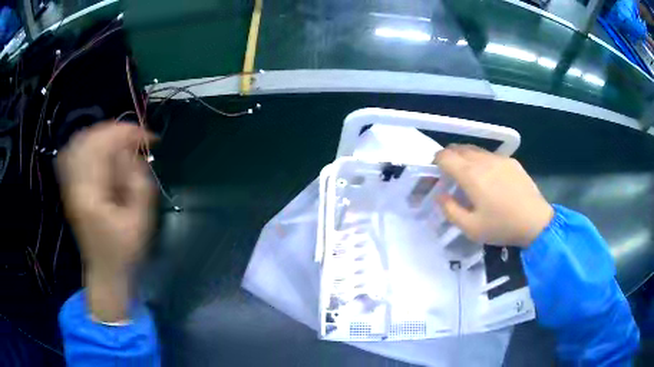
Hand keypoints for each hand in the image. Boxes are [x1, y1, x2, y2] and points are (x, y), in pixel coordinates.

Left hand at [57, 122, 154, 320]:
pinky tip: (102, 150)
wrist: (105, 272)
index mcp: (91, 195)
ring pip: (80, 143)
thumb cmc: (124, 252)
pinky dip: (89, 144)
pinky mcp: (71, 188)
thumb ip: (138, 183)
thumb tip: (133, 154)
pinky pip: (74, 154)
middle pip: (89, 139)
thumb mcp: (140, 222)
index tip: (149, 138)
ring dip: (103, 135)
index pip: (103, 147)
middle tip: (136, 139)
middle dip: (116, 131)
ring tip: (122, 142)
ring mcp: (70, 186)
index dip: (127, 134)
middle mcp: (75, 185)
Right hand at [434, 145, 552, 246]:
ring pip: (475, 149)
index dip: (436, 161)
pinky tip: (490, 178)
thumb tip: (440, 196)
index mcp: (470, 175)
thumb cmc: (501, 226)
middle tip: (449, 173)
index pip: (445, 156)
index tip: (436, 172)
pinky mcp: (511, 161)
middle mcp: (483, 160)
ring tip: (468, 174)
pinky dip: (482, 160)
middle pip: (459, 148)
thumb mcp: (471, 228)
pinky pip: (490, 155)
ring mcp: (499, 158)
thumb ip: (450, 210)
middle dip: (449, 157)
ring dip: (465, 157)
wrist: (535, 221)